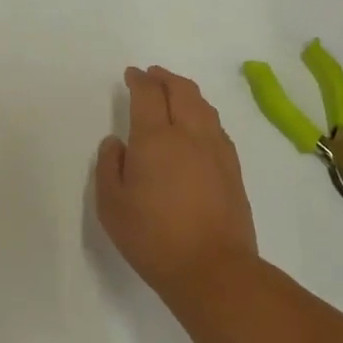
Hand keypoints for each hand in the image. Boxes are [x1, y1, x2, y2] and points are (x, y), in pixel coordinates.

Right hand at [95, 65, 259, 302]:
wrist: (212, 268)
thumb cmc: (152, 237)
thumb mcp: (111, 205)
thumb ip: (109, 167)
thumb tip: (117, 143)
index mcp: (156, 138)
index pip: (148, 94)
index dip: (139, 80)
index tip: (132, 74)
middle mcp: (190, 134)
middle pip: (181, 90)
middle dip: (165, 77)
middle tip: (152, 75)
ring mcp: (217, 150)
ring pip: (204, 106)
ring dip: (186, 92)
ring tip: (175, 92)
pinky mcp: (233, 168)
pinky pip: (216, 126)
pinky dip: (202, 113)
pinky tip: (197, 125)